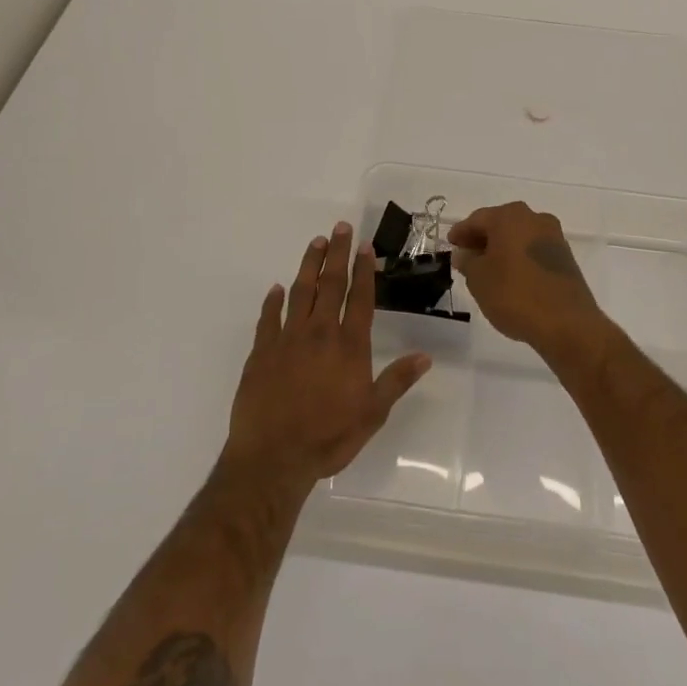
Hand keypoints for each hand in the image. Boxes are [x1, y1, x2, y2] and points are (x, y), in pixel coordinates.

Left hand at [223, 222, 430, 494]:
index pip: (360, 298)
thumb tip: (425, 356)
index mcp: (349, 345)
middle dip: (337, 254)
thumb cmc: (328, 437)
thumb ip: (397, 381)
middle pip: (330, 284)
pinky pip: (268, 318)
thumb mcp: (372, 414)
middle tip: (341, 227)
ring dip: (309, 265)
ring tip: (316, 243)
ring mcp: (287, 339)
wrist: (273, 457)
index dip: (364, 270)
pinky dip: (272, 301)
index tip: (365, 246)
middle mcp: (319, 333)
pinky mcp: (261, 351)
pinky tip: (276, 289)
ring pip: (300, 292)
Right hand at [447, 202, 608, 357]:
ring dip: (501, 249)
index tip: (450, 244)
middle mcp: (534, 218)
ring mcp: (553, 236)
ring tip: (486, 270)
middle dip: (482, 239)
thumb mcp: (478, 279)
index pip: (477, 219)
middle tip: (465, 256)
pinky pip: (533, 250)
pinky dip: (519, 258)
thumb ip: (467, 261)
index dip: (461, 232)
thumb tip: (463, 253)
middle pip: (500, 224)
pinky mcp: (565, 257)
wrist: (567, 323)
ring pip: (518, 237)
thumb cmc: (515, 295)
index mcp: (510, 216)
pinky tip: (510, 277)